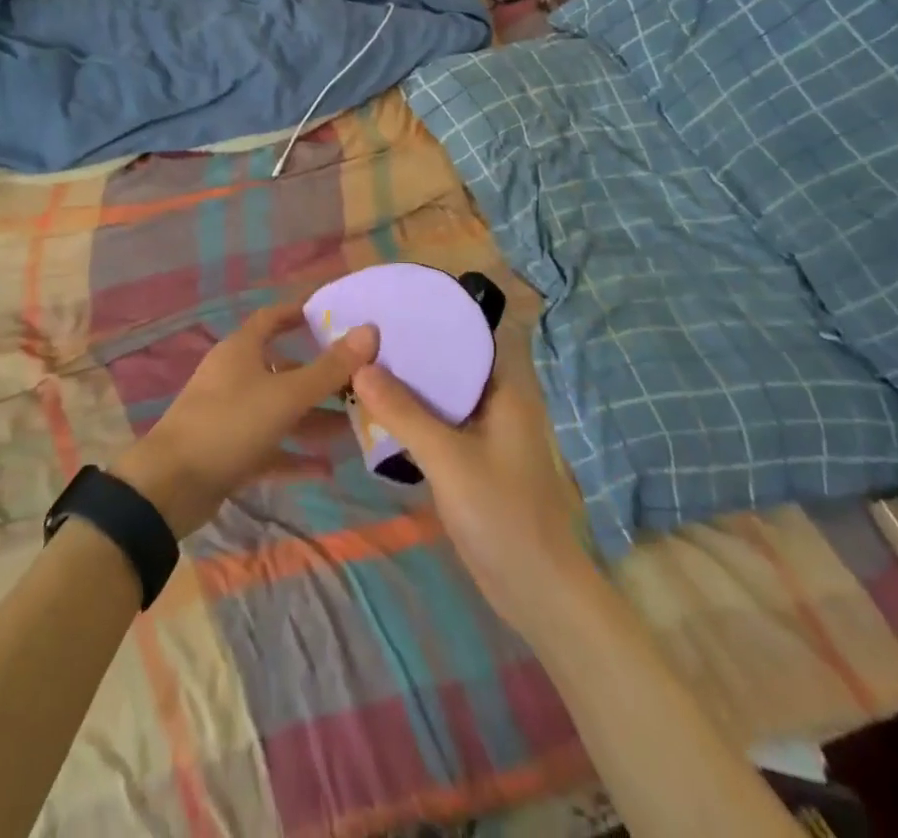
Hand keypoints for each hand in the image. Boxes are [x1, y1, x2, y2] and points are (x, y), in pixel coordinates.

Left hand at [113, 304, 377, 535]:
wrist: (171, 485)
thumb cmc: (229, 424)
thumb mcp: (286, 395)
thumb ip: (329, 368)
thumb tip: (370, 330)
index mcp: (241, 350)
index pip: (273, 318)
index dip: (300, 313)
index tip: (334, 314)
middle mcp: (235, 376)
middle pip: (284, 368)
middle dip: (321, 377)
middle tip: (362, 384)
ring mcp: (230, 415)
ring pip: (280, 410)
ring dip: (314, 419)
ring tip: (355, 428)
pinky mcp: (229, 451)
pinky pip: (270, 447)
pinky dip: (295, 454)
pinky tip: (327, 468)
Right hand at [351, 340, 587, 640]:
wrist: (537, 593)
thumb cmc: (502, 515)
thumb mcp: (448, 459)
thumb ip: (404, 412)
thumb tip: (360, 366)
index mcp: (505, 390)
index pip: (469, 336)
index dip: (433, 317)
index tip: (392, 304)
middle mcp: (496, 404)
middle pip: (450, 364)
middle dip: (411, 351)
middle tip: (364, 334)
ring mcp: (484, 434)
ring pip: (440, 396)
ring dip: (407, 385)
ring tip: (362, 364)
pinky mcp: (471, 461)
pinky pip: (437, 425)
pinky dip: (410, 416)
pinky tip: (377, 411)